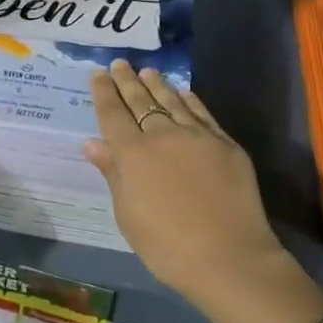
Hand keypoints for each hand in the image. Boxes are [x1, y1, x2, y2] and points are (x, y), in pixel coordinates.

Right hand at [82, 61, 285, 302]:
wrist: (229, 258)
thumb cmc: (167, 246)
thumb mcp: (128, 216)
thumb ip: (113, 174)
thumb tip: (93, 143)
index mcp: (133, 154)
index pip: (112, 114)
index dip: (104, 92)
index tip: (98, 73)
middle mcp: (162, 135)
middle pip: (140, 101)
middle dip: (127, 81)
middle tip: (120, 64)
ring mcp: (197, 136)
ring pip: (172, 101)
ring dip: (157, 84)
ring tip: (148, 71)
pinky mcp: (225, 143)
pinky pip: (202, 113)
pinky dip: (189, 99)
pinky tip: (183, 92)